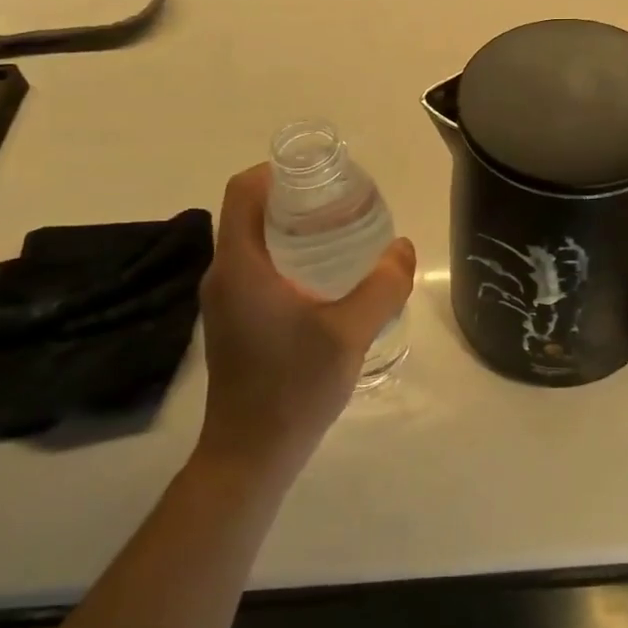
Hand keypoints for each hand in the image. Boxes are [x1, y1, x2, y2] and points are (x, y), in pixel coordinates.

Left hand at [194, 165, 415, 477]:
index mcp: (240, 266)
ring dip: (290, 229)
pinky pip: (255, 268)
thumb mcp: (349, 333)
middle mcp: (223, 276)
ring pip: (252, 242)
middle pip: (249, 213)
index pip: (243, 191)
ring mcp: (224, 301)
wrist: (250, 457)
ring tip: (340, 233)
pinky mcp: (231, 322)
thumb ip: (383, 285)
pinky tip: (324, 277)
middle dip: (293, 198)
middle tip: (342, 202)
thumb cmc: (293, 388)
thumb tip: (405, 247)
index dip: (277, 171)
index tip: (320, 173)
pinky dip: (285, 256)